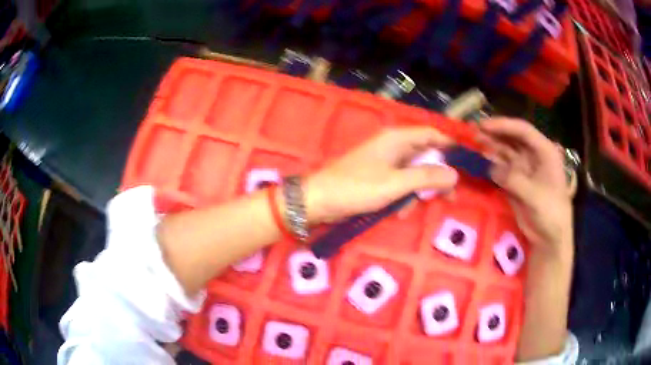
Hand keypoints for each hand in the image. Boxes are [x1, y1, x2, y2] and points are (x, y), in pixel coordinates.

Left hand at [305, 127, 457, 223]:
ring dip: (416, 192)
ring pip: (413, 174)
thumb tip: (455, 174)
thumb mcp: (395, 184)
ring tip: (407, 210)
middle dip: (435, 178)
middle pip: (424, 156)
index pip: (430, 134)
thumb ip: (426, 178)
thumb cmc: (357, 188)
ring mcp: (384, 162)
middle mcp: (392, 146)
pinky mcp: (377, 177)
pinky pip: (399, 184)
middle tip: (447, 198)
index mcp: (396, 139)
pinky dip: (401, 197)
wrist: (319, 201)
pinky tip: (395, 212)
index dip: (448, 146)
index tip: (463, 165)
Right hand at [478, 118, 572, 256]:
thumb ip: (514, 180)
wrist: (550, 237)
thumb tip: (492, 169)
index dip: (504, 125)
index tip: (484, 126)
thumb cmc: (551, 213)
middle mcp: (534, 155)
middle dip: (495, 132)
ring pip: (506, 151)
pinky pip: (502, 167)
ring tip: (473, 140)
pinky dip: (492, 162)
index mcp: (545, 152)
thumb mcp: (535, 196)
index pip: (523, 131)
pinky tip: (481, 158)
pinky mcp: (516, 181)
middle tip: (473, 130)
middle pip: (513, 138)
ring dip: (491, 145)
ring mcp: (524, 168)